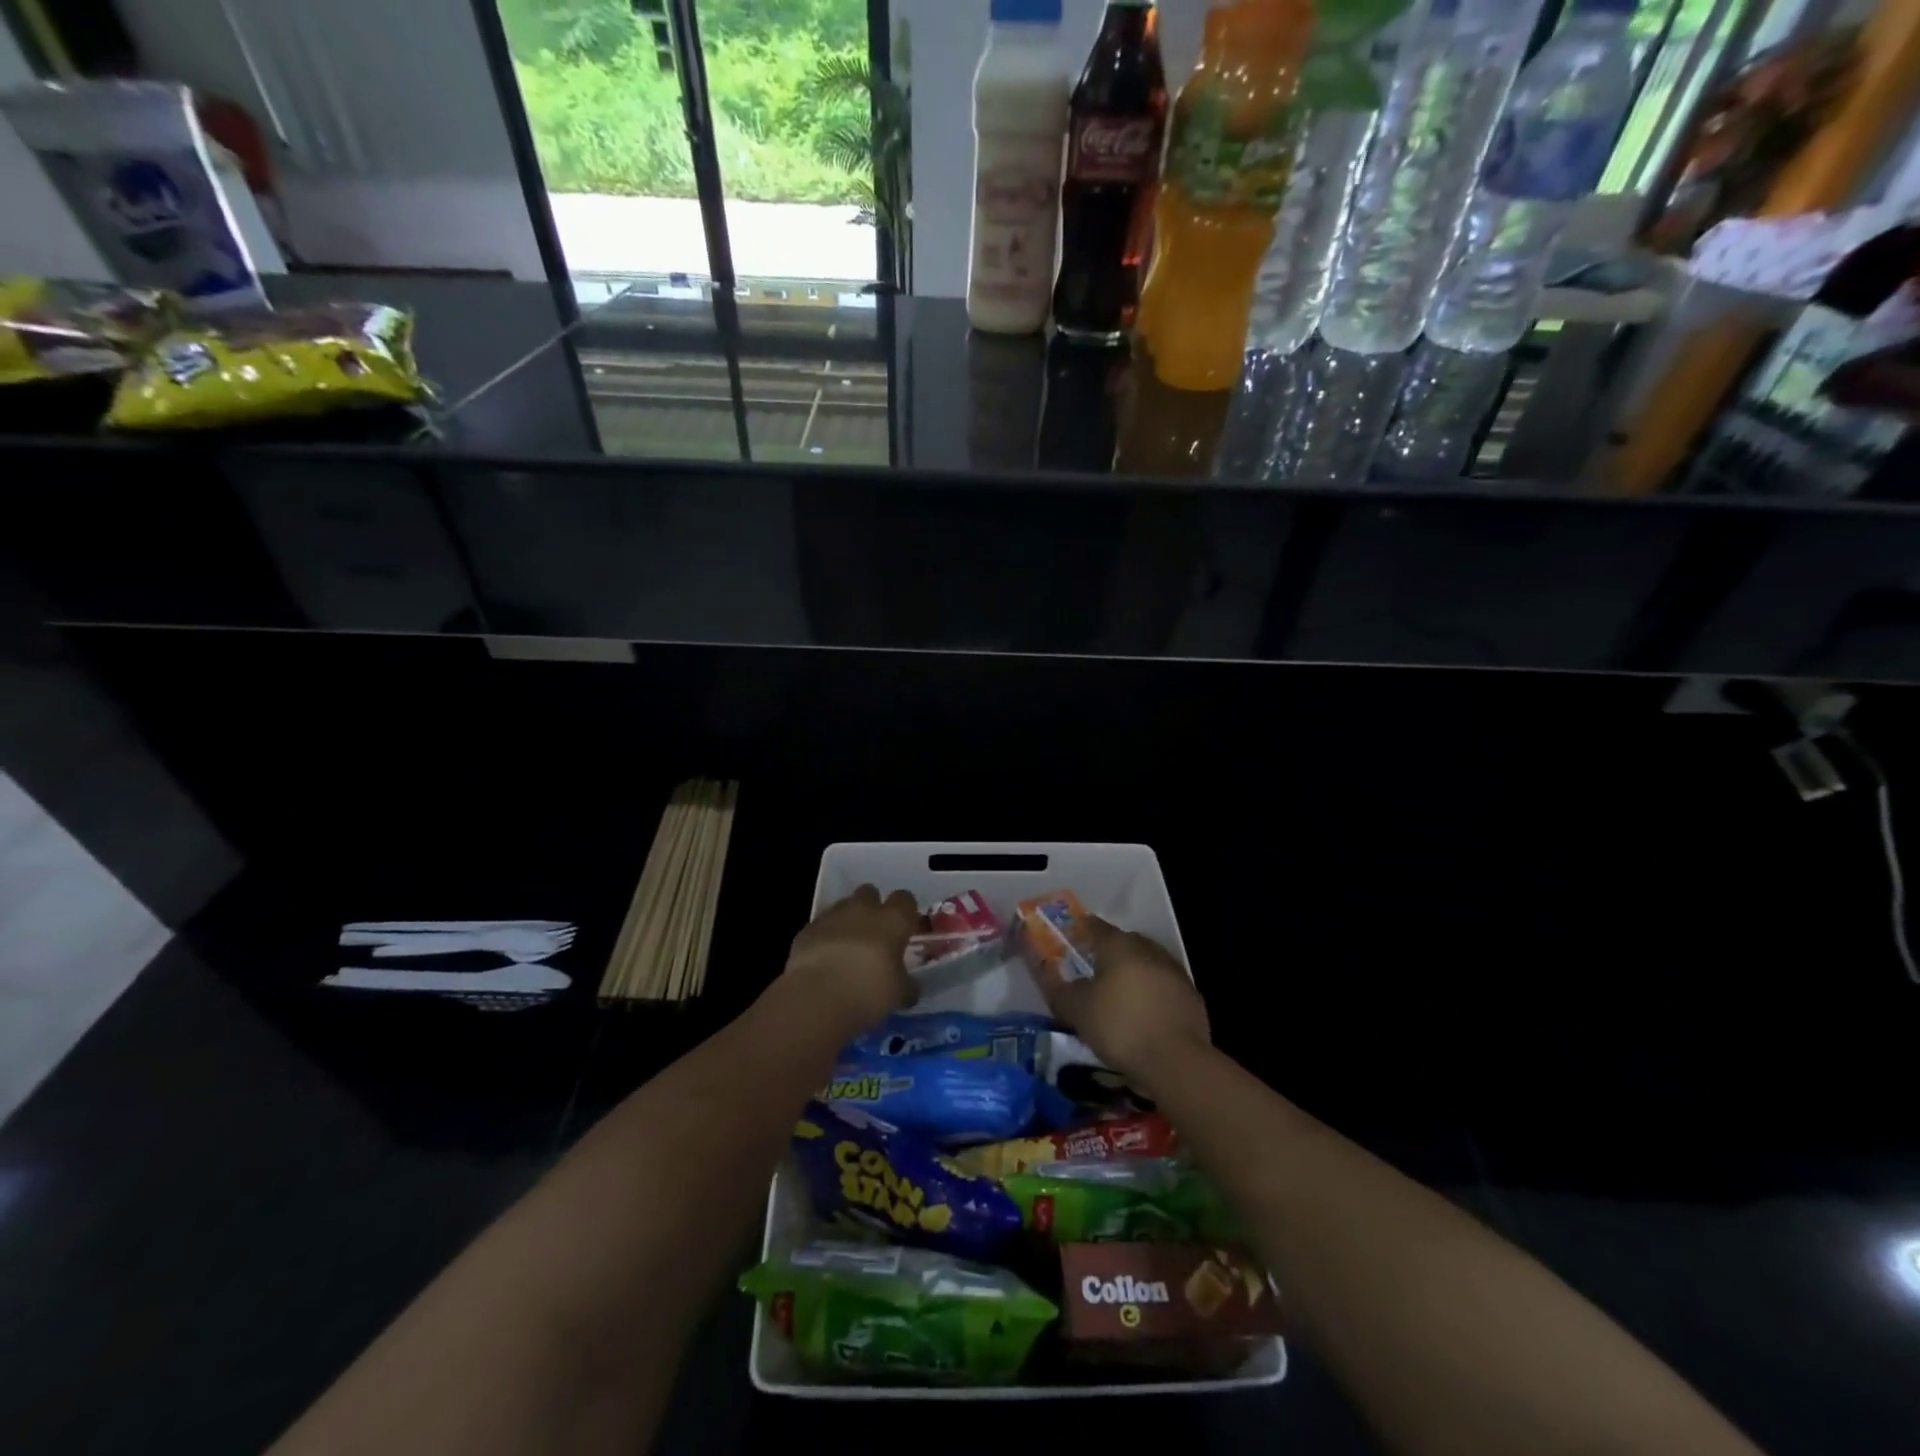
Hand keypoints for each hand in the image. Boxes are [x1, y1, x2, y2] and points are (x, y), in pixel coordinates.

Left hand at [775, 884, 919, 1032]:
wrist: (817, 997)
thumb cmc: (869, 992)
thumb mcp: (900, 995)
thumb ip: (908, 984)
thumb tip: (911, 985)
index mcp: (893, 920)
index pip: (905, 899)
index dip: (905, 912)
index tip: (904, 928)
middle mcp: (863, 909)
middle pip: (870, 892)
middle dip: (872, 907)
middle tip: (874, 933)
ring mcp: (832, 916)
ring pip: (843, 906)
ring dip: (847, 920)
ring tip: (847, 947)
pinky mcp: (807, 929)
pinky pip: (820, 926)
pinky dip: (824, 937)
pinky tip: (824, 959)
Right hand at [1045, 916, 1209, 1090]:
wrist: (1176, 1060)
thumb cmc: (1119, 1026)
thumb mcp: (1077, 1011)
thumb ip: (1061, 991)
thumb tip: (1052, 980)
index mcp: (1118, 945)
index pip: (1095, 926)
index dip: (1080, 930)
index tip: (1070, 939)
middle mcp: (1148, 949)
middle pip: (1124, 942)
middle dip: (1108, 952)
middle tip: (1093, 970)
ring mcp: (1174, 971)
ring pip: (1146, 963)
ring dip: (1133, 973)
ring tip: (1118, 994)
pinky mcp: (1191, 996)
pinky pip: (1163, 986)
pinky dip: (1151, 993)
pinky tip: (1143, 1013)